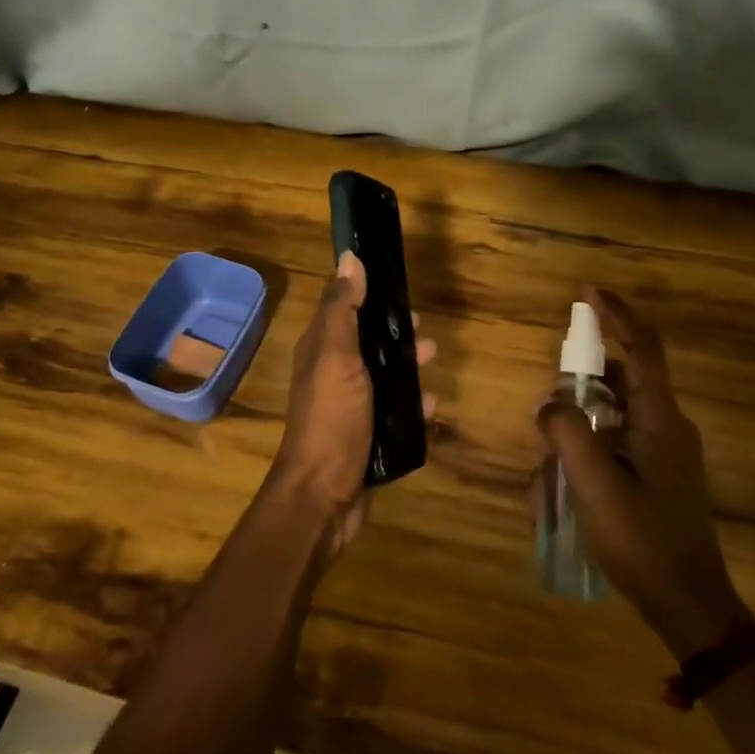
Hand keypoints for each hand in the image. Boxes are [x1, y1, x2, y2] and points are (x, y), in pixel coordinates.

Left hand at [270, 252, 436, 563]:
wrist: (324, 495)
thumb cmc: (331, 418)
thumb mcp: (336, 356)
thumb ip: (343, 309)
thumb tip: (349, 257)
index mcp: (320, 350)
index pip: (342, 307)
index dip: (366, 291)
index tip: (396, 280)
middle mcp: (332, 373)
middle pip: (365, 341)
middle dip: (393, 330)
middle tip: (422, 326)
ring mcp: (349, 407)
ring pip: (382, 375)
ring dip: (407, 365)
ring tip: (433, 358)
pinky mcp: (367, 436)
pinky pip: (395, 412)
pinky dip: (413, 405)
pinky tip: (434, 405)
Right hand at [537, 287, 750, 657]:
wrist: (690, 604)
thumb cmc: (644, 540)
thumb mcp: (595, 485)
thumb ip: (567, 434)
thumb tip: (549, 405)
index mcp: (660, 420)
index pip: (642, 348)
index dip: (616, 314)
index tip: (587, 292)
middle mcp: (668, 426)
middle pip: (624, 378)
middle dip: (584, 377)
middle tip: (552, 395)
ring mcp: (667, 452)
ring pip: (617, 413)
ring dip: (582, 421)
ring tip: (550, 456)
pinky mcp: (660, 475)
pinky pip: (619, 442)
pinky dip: (591, 448)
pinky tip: (563, 484)